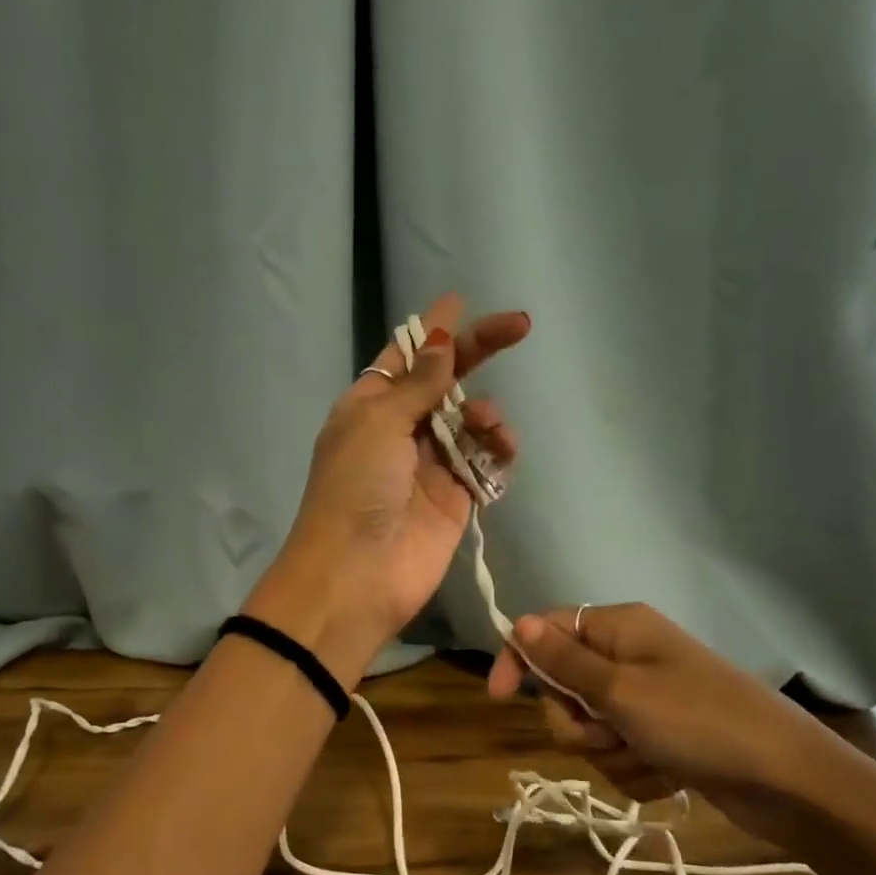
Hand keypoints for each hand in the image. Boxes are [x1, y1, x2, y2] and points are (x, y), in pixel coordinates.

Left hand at [245, 295, 529, 684]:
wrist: (358, 574)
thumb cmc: (356, 488)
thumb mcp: (378, 422)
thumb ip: (418, 383)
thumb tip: (440, 340)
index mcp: (368, 406)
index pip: (404, 357)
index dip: (431, 330)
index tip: (459, 300)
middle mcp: (399, 431)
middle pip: (445, 382)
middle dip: (477, 353)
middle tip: (520, 326)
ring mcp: (430, 466)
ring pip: (470, 422)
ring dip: (486, 413)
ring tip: (489, 425)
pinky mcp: (456, 499)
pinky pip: (485, 463)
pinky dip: (498, 451)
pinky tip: (501, 448)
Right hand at [485, 603, 875, 855]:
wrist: (789, 782)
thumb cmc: (700, 723)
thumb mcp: (622, 691)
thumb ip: (564, 660)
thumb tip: (517, 621)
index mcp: (619, 629)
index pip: (546, 631)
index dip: (519, 660)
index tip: (498, 696)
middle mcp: (629, 657)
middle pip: (563, 688)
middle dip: (577, 722)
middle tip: (610, 732)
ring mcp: (647, 700)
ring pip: (589, 729)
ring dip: (610, 753)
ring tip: (651, 758)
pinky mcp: (661, 738)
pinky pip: (620, 754)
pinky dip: (636, 771)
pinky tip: (670, 776)